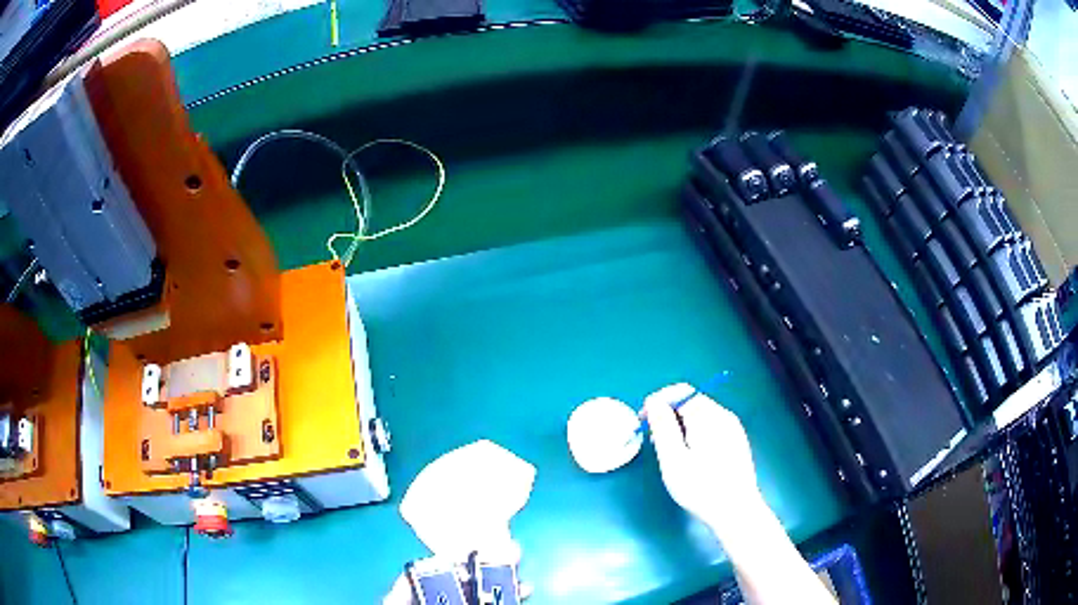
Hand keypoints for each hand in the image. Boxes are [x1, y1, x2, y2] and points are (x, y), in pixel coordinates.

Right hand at [644, 383, 763, 533]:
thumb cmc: (701, 488)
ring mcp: (733, 428)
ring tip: (669, 450)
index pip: (681, 391)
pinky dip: (695, 432)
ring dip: (681, 424)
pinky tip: (690, 456)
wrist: (736, 512)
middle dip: (669, 414)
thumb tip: (653, 401)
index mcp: (709, 416)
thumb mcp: (673, 459)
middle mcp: (724, 416)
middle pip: (692, 401)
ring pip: (701, 415)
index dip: (659, 401)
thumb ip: (662, 427)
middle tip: (654, 440)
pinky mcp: (736, 441)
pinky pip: (711, 426)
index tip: (643, 421)